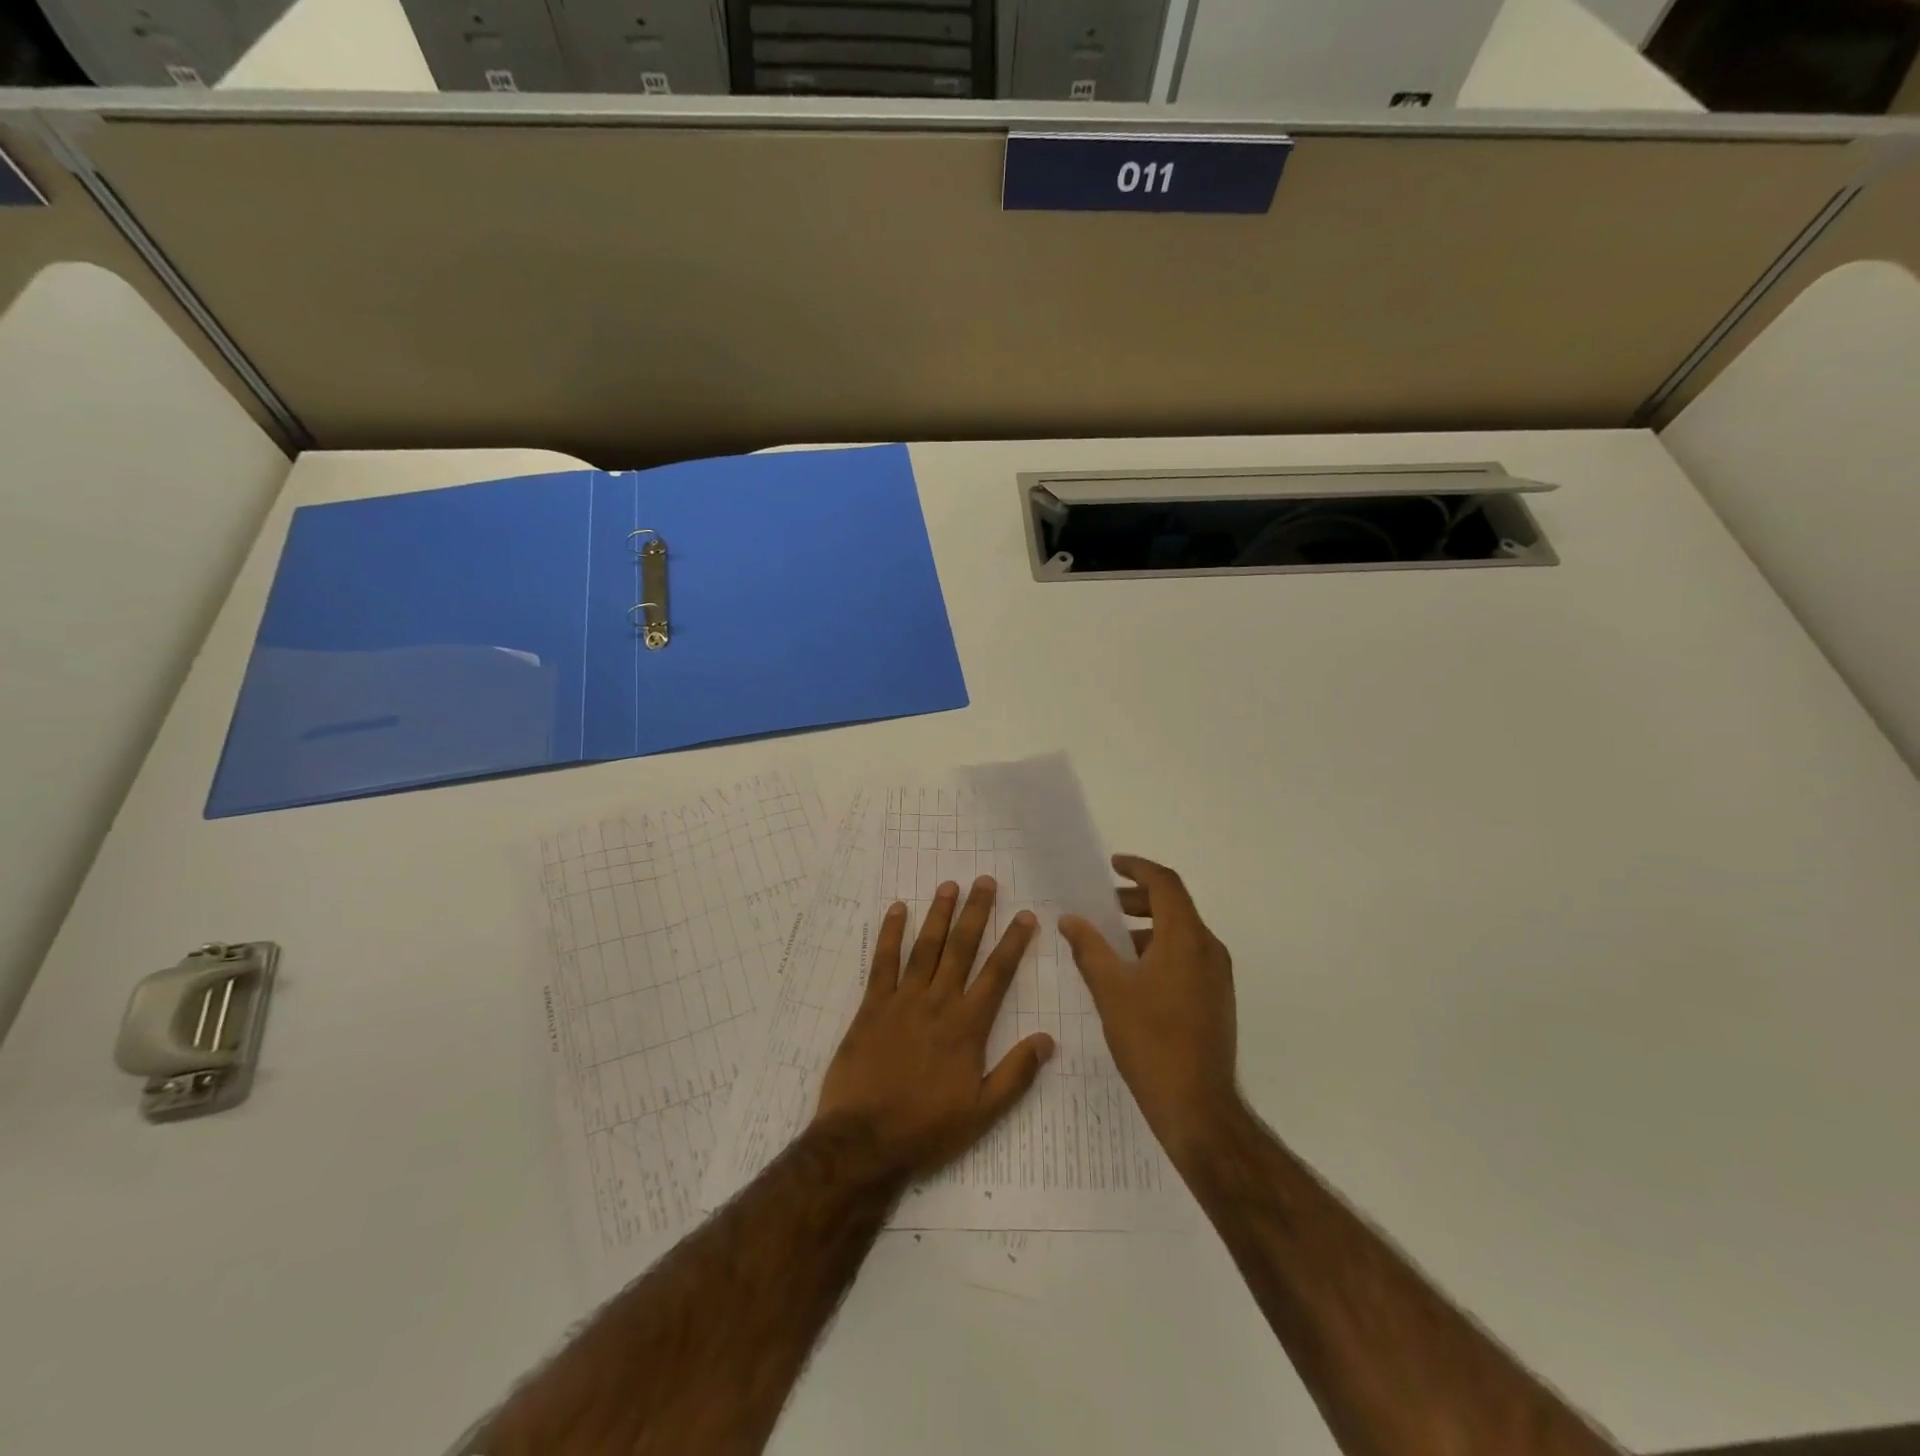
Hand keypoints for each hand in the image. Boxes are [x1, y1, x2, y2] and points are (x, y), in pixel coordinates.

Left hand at [814, 876, 1053, 1176]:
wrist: (864, 1140)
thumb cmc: (926, 1128)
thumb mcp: (982, 1112)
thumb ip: (1016, 1074)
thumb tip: (1048, 1040)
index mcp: (967, 1026)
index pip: (997, 974)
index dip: (1013, 942)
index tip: (1025, 916)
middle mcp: (938, 1002)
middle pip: (961, 948)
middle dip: (976, 912)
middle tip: (985, 881)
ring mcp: (902, 1000)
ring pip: (926, 947)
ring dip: (939, 914)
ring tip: (949, 886)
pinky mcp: (871, 1005)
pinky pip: (883, 962)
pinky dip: (890, 933)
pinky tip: (898, 910)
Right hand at [1059, 855, 1240, 1170]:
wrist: (1197, 1106)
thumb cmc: (1150, 1041)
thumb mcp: (1110, 989)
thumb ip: (1089, 948)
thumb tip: (1070, 919)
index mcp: (1186, 938)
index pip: (1166, 884)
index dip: (1138, 868)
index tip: (1113, 865)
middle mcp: (1209, 949)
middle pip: (1175, 906)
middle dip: (1138, 899)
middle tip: (1104, 905)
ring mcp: (1217, 975)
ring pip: (1182, 933)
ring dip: (1147, 926)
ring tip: (1112, 941)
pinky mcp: (1217, 998)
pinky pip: (1188, 956)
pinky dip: (1160, 950)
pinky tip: (1133, 974)